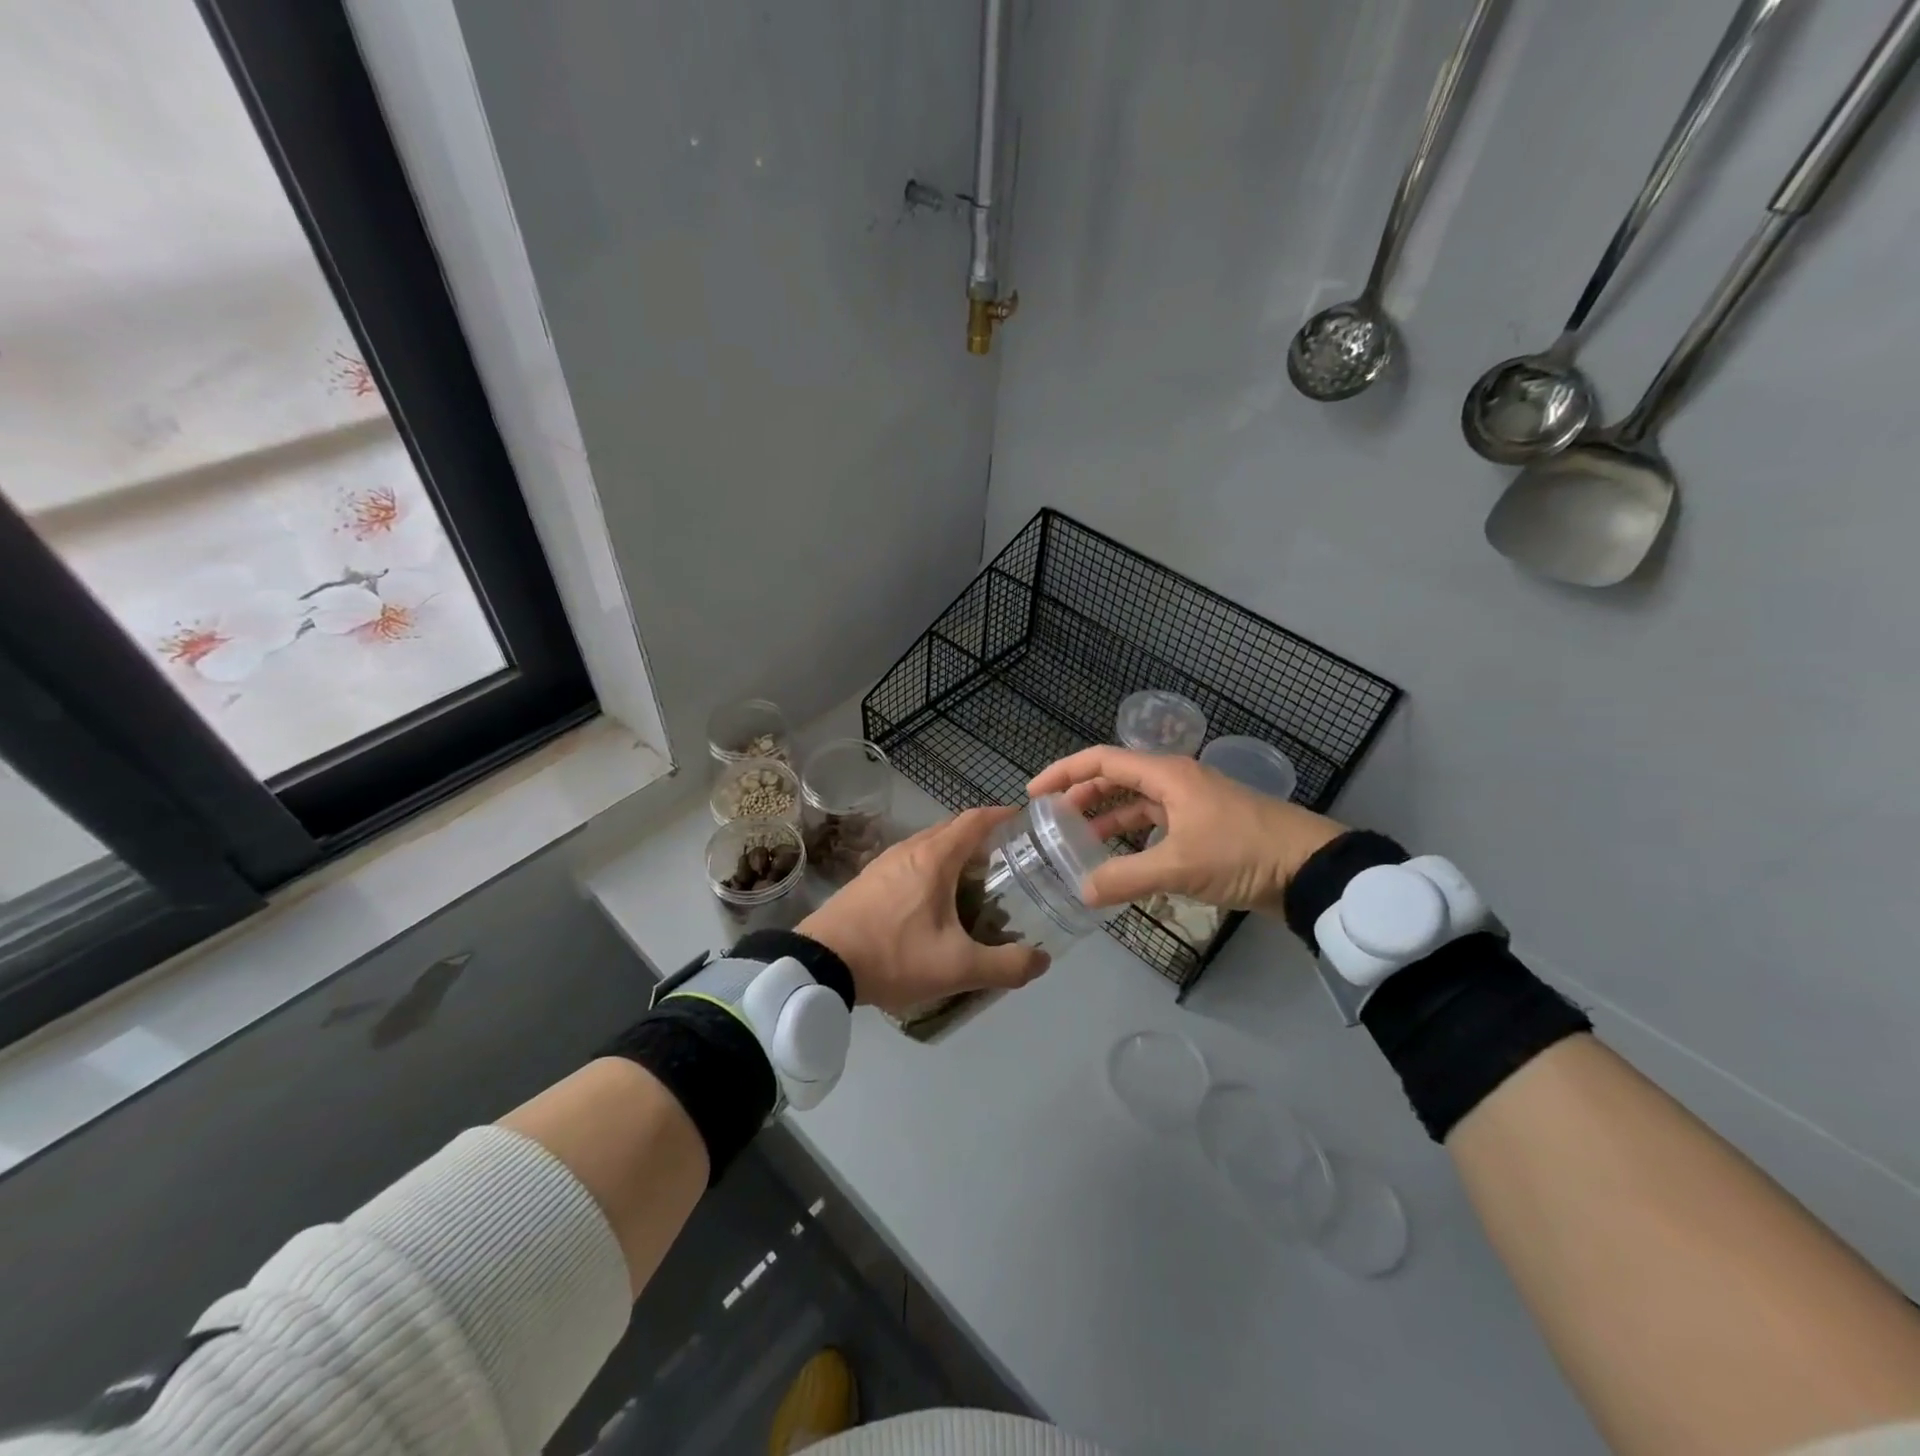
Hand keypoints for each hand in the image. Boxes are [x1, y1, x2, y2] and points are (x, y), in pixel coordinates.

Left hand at [798, 807, 1051, 1014]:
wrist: (820, 964)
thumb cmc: (893, 955)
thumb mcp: (957, 968)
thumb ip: (1005, 966)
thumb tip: (1042, 960)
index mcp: (934, 857)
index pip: (975, 820)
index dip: (1002, 816)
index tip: (1025, 822)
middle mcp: (909, 849)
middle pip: (952, 829)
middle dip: (982, 837)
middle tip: (1008, 860)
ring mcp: (884, 862)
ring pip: (928, 845)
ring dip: (954, 853)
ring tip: (975, 881)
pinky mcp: (867, 880)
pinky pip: (909, 861)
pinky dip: (931, 868)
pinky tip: (934, 900)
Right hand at [1026, 747, 1345, 912]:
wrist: (1311, 869)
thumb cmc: (1242, 853)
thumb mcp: (1179, 866)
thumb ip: (1125, 878)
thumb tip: (1082, 892)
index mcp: (1166, 775)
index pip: (1102, 760)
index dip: (1064, 773)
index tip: (1034, 794)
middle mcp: (1175, 781)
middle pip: (1116, 779)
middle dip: (1081, 796)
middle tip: (1051, 821)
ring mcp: (1191, 804)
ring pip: (1136, 804)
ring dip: (1106, 819)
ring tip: (1077, 842)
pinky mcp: (1204, 828)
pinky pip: (1155, 825)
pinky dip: (1132, 838)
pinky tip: (1120, 860)